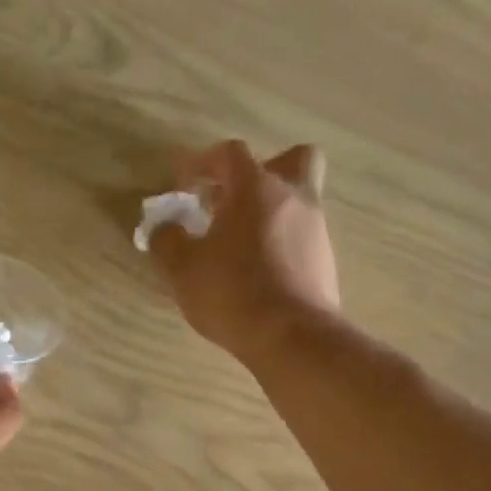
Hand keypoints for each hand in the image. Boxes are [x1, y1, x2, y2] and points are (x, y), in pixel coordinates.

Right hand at [149, 140, 340, 361]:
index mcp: (256, 188)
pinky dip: (279, 244)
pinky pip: (301, 237)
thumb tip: (165, 227)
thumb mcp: (182, 268)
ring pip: (297, 202)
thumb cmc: (231, 292)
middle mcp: (294, 198)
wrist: (292, 337)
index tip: (182, 184)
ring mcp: (316, 230)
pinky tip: (257, 273)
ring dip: (269, 212)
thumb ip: (168, 240)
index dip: (202, 162)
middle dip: (261, 171)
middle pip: (291, 160)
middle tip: (232, 199)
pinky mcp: (325, 261)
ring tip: (237, 245)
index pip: (230, 154)